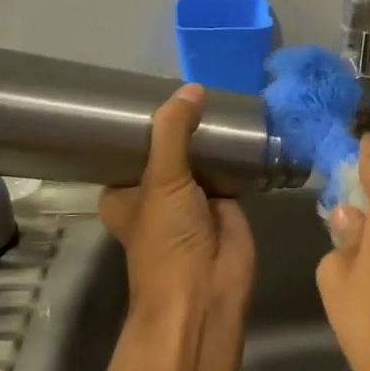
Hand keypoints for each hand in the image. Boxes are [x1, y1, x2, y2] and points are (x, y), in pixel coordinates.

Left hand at [99, 85, 254, 370]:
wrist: (207, 290)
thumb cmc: (166, 240)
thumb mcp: (161, 179)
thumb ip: (173, 131)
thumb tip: (192, 88)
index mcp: (124, 191)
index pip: (128, 146)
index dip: (139, 120)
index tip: (149, 86)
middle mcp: (155, 192)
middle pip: (167, 147)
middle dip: (179, 122)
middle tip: (192, 81)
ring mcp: (192, 197)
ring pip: (199, 156)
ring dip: (209, 135)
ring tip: (222, 94)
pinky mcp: (226, 202)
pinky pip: (230, 169)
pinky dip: (236, 152)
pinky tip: (245, 123)